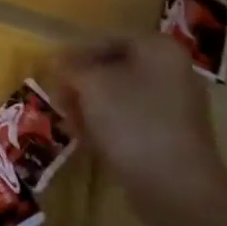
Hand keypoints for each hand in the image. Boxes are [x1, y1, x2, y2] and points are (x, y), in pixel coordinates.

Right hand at [47, 33, 226, 222]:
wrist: (175, 187)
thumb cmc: (132, 123)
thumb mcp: (91, 85)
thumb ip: (71, 67)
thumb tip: (58, 61)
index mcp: (159, 49)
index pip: (107, 38)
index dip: (75, 53)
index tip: (51, 71)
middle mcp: (173, 71)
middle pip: (113, 67)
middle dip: (82, 82)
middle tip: (59, 99)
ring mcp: (175, 105)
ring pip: (120, 94)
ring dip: (90, 105)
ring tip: (70, 122)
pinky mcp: (171, 135)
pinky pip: (131, 118)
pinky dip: (108, 124)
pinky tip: (90, 140)